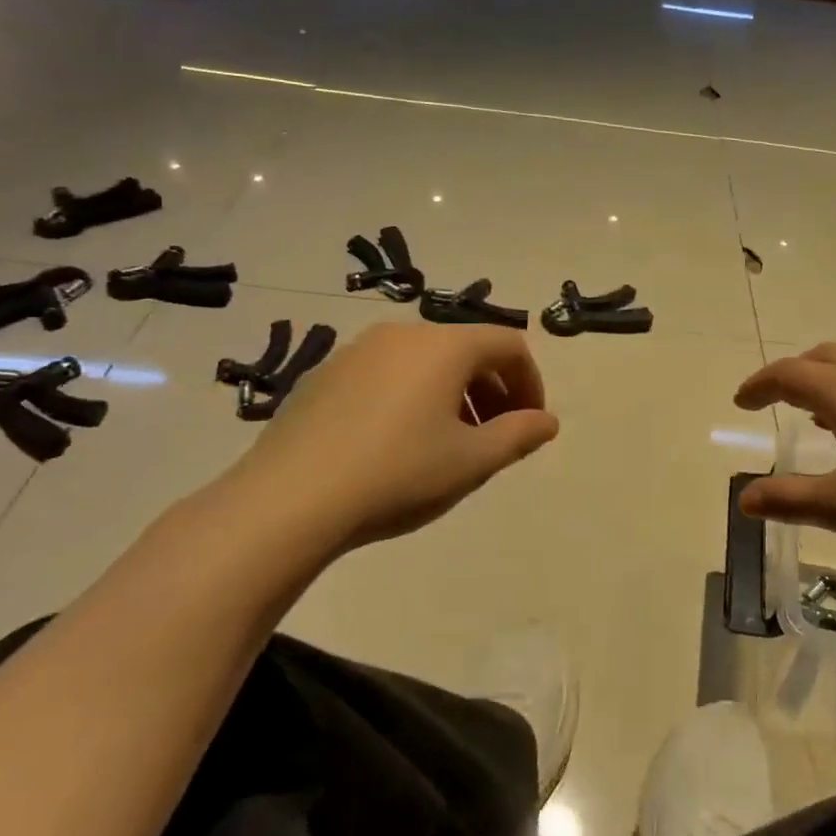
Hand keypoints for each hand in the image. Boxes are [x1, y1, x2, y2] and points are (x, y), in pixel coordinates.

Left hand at [218, 323, 559, 559]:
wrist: (288, 501)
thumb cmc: (398, 474)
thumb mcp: (472, 461)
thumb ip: (519, 435)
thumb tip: (547, 421)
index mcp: (444, 345)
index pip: (508, 345)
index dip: (531, 382)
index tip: (530, 425)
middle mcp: (402, 334)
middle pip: (467, 350)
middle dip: (493, 390)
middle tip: (496, 438)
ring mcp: (358, 350)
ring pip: (425, 362)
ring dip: (453, 395)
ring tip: (449, 444)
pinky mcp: (324, 374)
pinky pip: (387, 374)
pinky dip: (411, 397)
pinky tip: (396, 444)